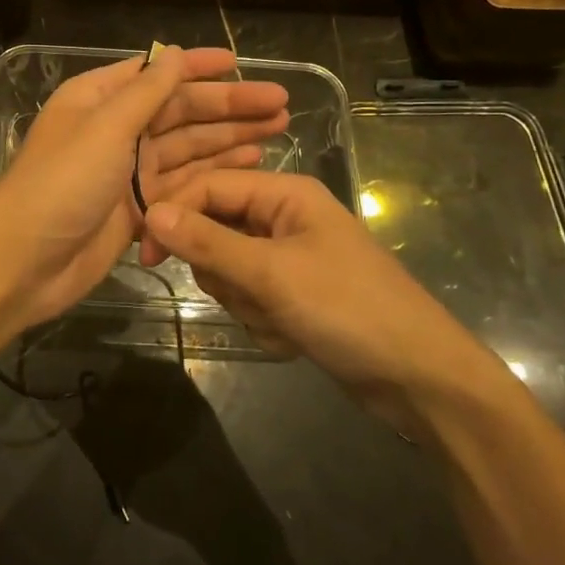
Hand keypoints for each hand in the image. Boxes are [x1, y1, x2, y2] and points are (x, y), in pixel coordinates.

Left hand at [0, 48, 288, 335]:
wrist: (23, 263)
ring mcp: (127, 172)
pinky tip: (249, 163)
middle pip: (180, 112)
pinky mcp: (138, 209)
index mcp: (98, 99)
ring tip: (277, 130)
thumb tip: (174, 53)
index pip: (156, 74)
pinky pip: (183, 184)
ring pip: (187, 148)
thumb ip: (144, 93)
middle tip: (280, 104)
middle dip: (228, 107)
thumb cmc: (59, 185)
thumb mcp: (104, 129)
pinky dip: (214, 174)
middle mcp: (115, 130)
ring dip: (229, 138)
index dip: (197, 67)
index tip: (239, 63)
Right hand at [140, 171, 515, 431]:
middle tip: (249, 295)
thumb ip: (208, 242)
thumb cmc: (348, 309)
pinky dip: (263, 322)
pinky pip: (251, 300)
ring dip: (245, 303)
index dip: (173, 215)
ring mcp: (289, 258)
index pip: (208, 187)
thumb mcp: (271, 274)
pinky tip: (293, 337)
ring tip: (282, 320)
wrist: (419, 377)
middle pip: (214, 232)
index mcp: (284, 194)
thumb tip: (151, 212)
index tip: (145, 255)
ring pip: (229, 271)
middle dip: (224, 272)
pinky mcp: (293, 294)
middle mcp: (283, 217)